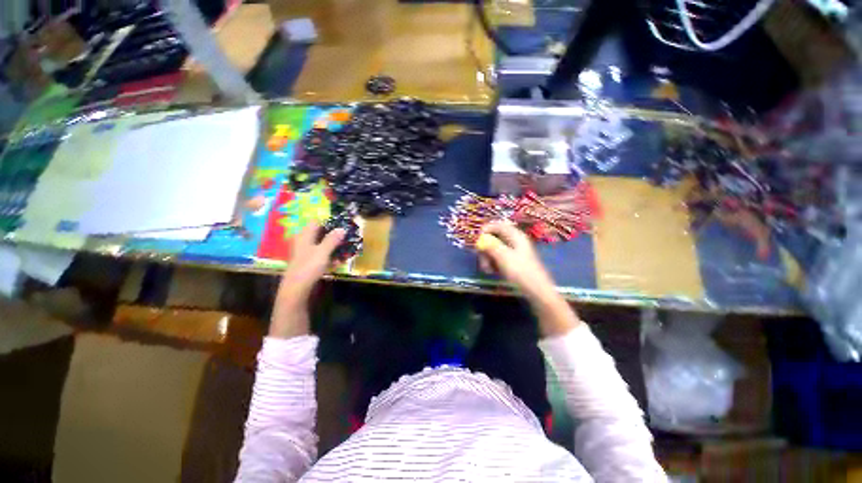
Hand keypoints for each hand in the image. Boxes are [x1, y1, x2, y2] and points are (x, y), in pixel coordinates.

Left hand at [270, 222, 344, 337]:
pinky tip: (337, 262)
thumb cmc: (308, 267)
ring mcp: (305, 253)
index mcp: (304, 236)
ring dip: (333, 247)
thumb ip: (332, 239)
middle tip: (346, 237)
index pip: (316, 222)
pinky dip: (329, 256)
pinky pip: (321, 255)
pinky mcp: (308, 263)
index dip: (328, 222)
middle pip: (319, 234)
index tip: (341, 224)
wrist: (296, 289)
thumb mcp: (322, 252)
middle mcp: (303, 242)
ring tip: (345, 250)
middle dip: (333, 235)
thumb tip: (342, 228)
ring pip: (321, 245)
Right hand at [477, 221, 555, 302]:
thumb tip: (480, 239)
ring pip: (494, 249)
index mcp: (515, 236)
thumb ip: (491, 245)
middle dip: (485, 248)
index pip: (498, 225)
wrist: (537, 291)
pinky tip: (492, 272)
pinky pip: (498, 258)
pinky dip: (493, 263)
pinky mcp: (513, 262)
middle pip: (494, 237)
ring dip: (487, 258)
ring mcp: (514, 252)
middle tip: (481, 259)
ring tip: (487, 270)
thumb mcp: (504, 257)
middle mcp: (514, 241)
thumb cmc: (521, 272)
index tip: (476, 241)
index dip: (485, 230)